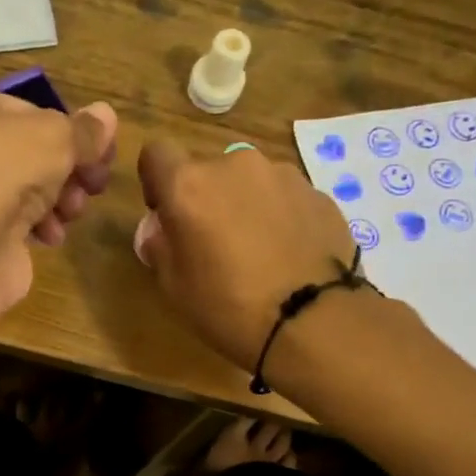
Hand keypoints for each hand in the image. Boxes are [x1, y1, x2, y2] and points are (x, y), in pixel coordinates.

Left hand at [0, 82, 116, 314]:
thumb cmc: (2, 173)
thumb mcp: (55, 138)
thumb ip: (84, 130)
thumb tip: (107, 116)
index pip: (32, 111)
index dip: (70, 131)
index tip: (102, 153)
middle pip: (33, 152)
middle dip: (70, 170)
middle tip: (95, 185)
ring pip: (30, 188)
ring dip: (61, 200)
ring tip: (72, 213)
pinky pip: (19, 222)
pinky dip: (41, 227)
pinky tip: (51, 237)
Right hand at [136, 139, 356, 369]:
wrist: (313, 321)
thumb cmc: (228, 307)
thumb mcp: (174, 287)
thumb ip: (160, 248)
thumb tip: (160, 232)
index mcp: (190, 185)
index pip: (157, 154)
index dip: (156, 182)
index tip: (165, 214)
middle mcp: (235, 165)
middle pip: (208, 170)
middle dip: (206, 198)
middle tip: (213, 243)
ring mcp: (283, 175)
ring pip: (250, 182)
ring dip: (245, 205)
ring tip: (257, 251)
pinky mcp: (319, 193)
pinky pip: (285, 198)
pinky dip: (280, 217)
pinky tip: (287, 255)